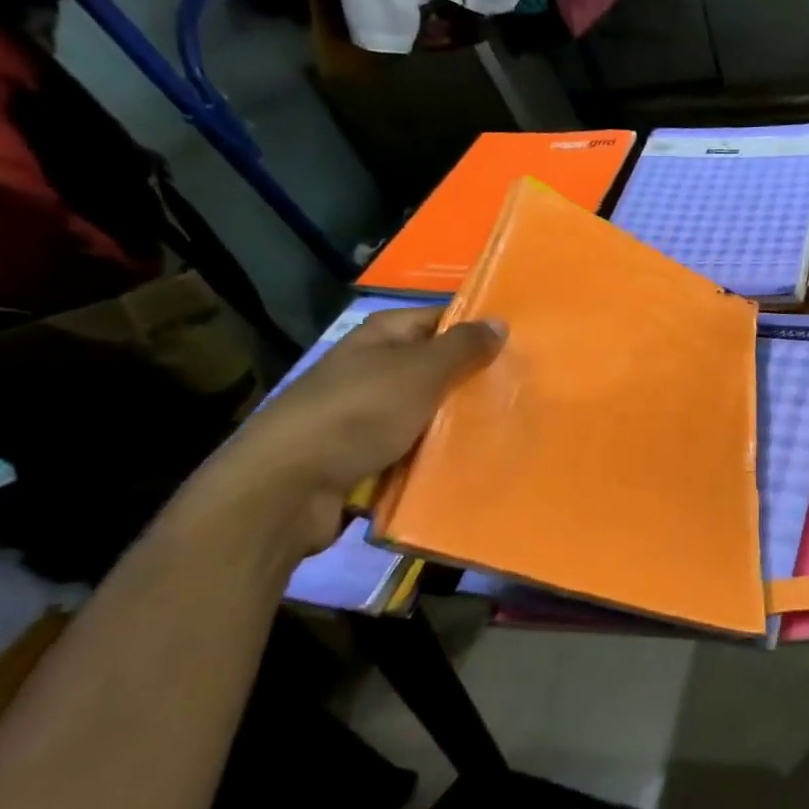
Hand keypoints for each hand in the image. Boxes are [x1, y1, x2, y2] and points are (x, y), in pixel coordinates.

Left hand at [173, 310, 505, 558]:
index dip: (476, 328)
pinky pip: (411, 448)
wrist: (286, 489)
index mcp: (380, 337)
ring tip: (505, 428)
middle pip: (434, 367)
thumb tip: (499, 320)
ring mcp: (363, 414)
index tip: (520, 344)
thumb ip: (462, 347)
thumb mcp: (420, 372)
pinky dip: (434, 454)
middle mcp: (371, 369)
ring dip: (456, 422)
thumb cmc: (358, 414)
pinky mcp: (361, 456)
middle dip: (472, 380)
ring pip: (426, 412)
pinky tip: (468, 462)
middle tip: (521, 390)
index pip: (439, 318)